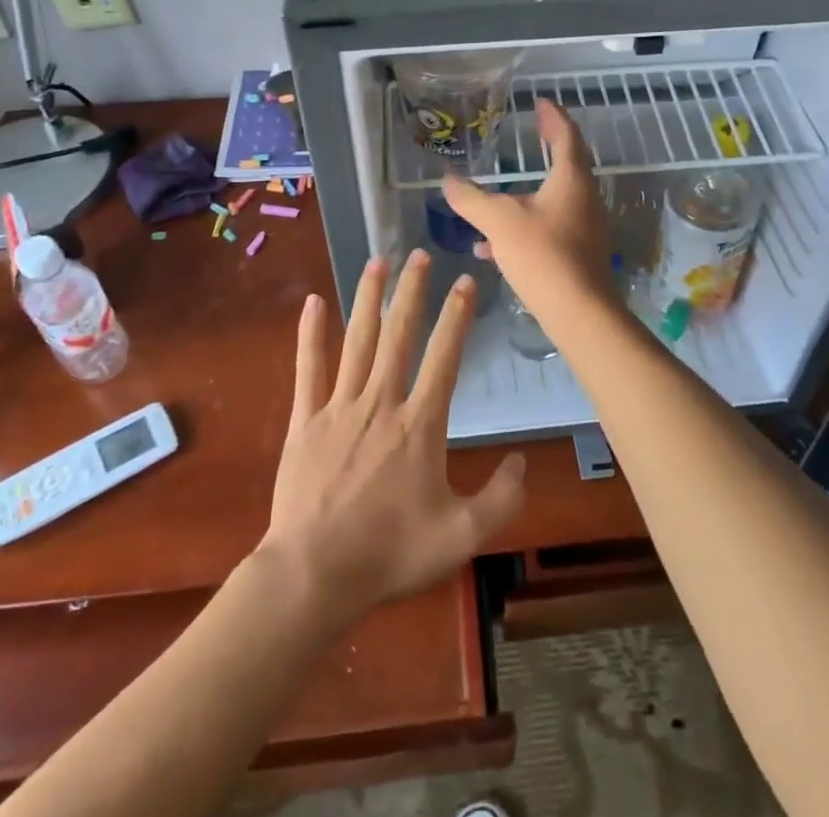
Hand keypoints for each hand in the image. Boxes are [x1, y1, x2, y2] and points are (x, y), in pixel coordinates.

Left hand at [260, 252, 525, 625]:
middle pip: (399, 334)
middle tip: (419, 254)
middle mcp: (381, 402)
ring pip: (358, 340)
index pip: (444, 356)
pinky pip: (308, 367)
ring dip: (369, 298)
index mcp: (420, 424)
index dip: (458, 316)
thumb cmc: (391, 554)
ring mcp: (339, 407)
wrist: (315, 576)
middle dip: (412, 291)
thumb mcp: (462, 536)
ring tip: (377, 262)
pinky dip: (310, 333)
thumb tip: (523, 461)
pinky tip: (314, 301)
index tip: (466, 282)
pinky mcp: (305, 420)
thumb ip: (501, 499)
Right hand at [442, 101, 617, 328]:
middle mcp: (584, 197)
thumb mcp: (499, 221)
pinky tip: (491, 247)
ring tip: (496, 195)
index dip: (553, 117)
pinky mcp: (578, 252)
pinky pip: (548, 227)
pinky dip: (523, 226)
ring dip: (528, 193)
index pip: (566, 135)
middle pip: (566, 164)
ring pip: (554, 199)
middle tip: (531, 134)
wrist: (579, 312)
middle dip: (547, 148)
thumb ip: (472, 199)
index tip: (542, 103)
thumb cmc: (543, 254)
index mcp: (571, 178)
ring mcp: (584, 226)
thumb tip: (448, 181)